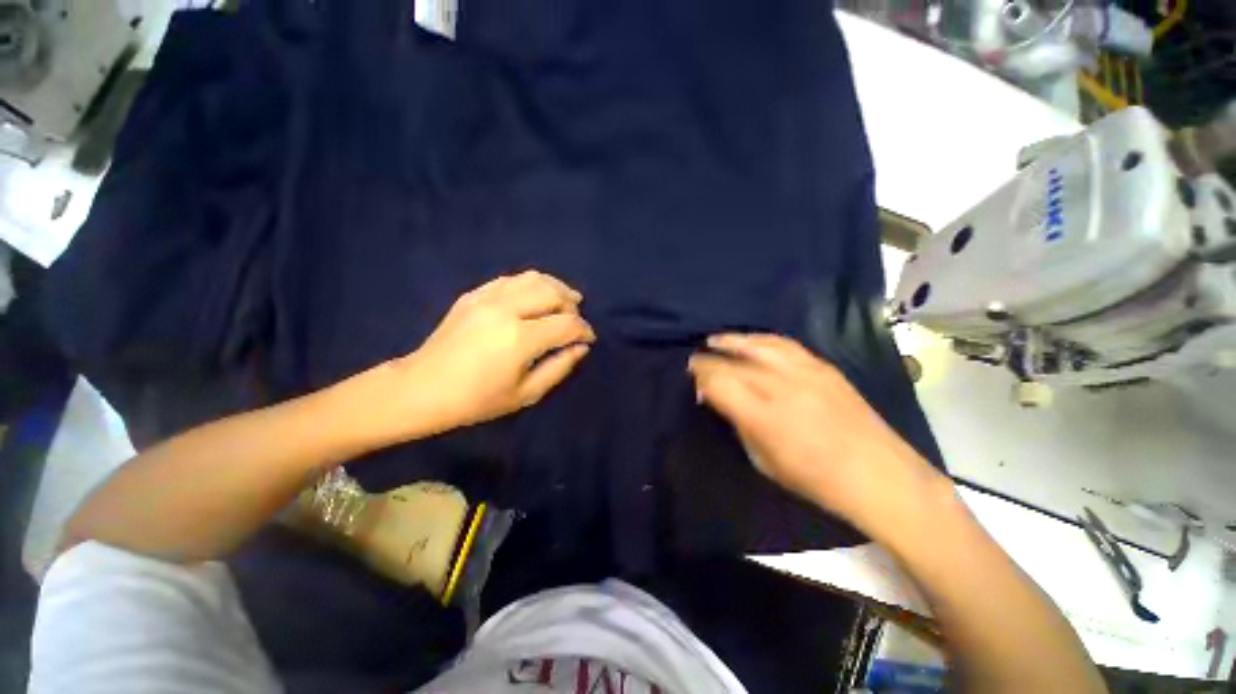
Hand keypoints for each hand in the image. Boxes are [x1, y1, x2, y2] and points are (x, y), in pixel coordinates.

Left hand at [387, 271, 595, 438]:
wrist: (422, 388)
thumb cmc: (477, 400)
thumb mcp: (526, 394)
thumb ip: (560, 367)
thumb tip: (581, 347)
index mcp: (520, 339)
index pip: (567, 323)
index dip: (584, 330)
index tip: (588, 339)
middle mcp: (506, 310)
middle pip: (553, 293)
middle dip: (572, 305)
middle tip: (575, 320)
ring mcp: (487, 298)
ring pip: (533, 278)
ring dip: (555, 288)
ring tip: (564, 300)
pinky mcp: (474, 294)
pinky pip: (511, 280)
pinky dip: (531, 284)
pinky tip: (535, 297)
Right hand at [688, 334, 943, 532]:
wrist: (879, 475)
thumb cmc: (815, 480)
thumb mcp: (763, 460)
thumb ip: (738, 424)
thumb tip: (718, 400)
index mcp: (763, 416)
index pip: (719, 382)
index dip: (700, 376)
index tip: (692, 377)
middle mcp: (781, 386)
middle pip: (733, 361)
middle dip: (709, 358)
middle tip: (696, 360)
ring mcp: (805, 372)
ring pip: (758, 344)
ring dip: (732, 340)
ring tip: (715, 340)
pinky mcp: (823, 366)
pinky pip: (784, 344)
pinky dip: (760, 340)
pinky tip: (751, 341)